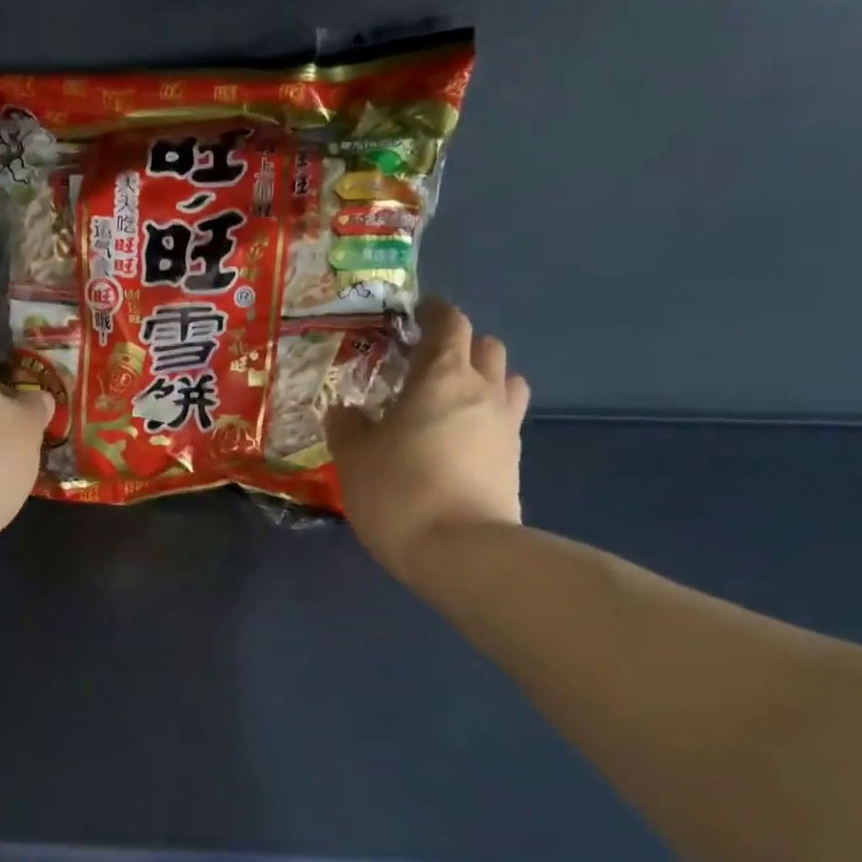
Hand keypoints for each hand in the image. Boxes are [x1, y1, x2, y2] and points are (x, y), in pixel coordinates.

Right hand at [327, 297, 529, 580]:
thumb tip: (346, 411)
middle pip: (485, 346)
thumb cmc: (399, 491)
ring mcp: (505, 425)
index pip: (448, 323)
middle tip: (428, 363)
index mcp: (440, 376)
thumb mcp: (355, 458)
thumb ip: (348, 426)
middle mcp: (482, 390)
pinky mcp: (515, 460)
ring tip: (453, 399)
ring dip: (484, 378)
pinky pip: (505, 419)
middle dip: (461, 344)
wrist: (461, 551)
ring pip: (506, 380)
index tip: (419, 310)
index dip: (435, 311)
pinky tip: (462, 439)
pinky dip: (487, 417)